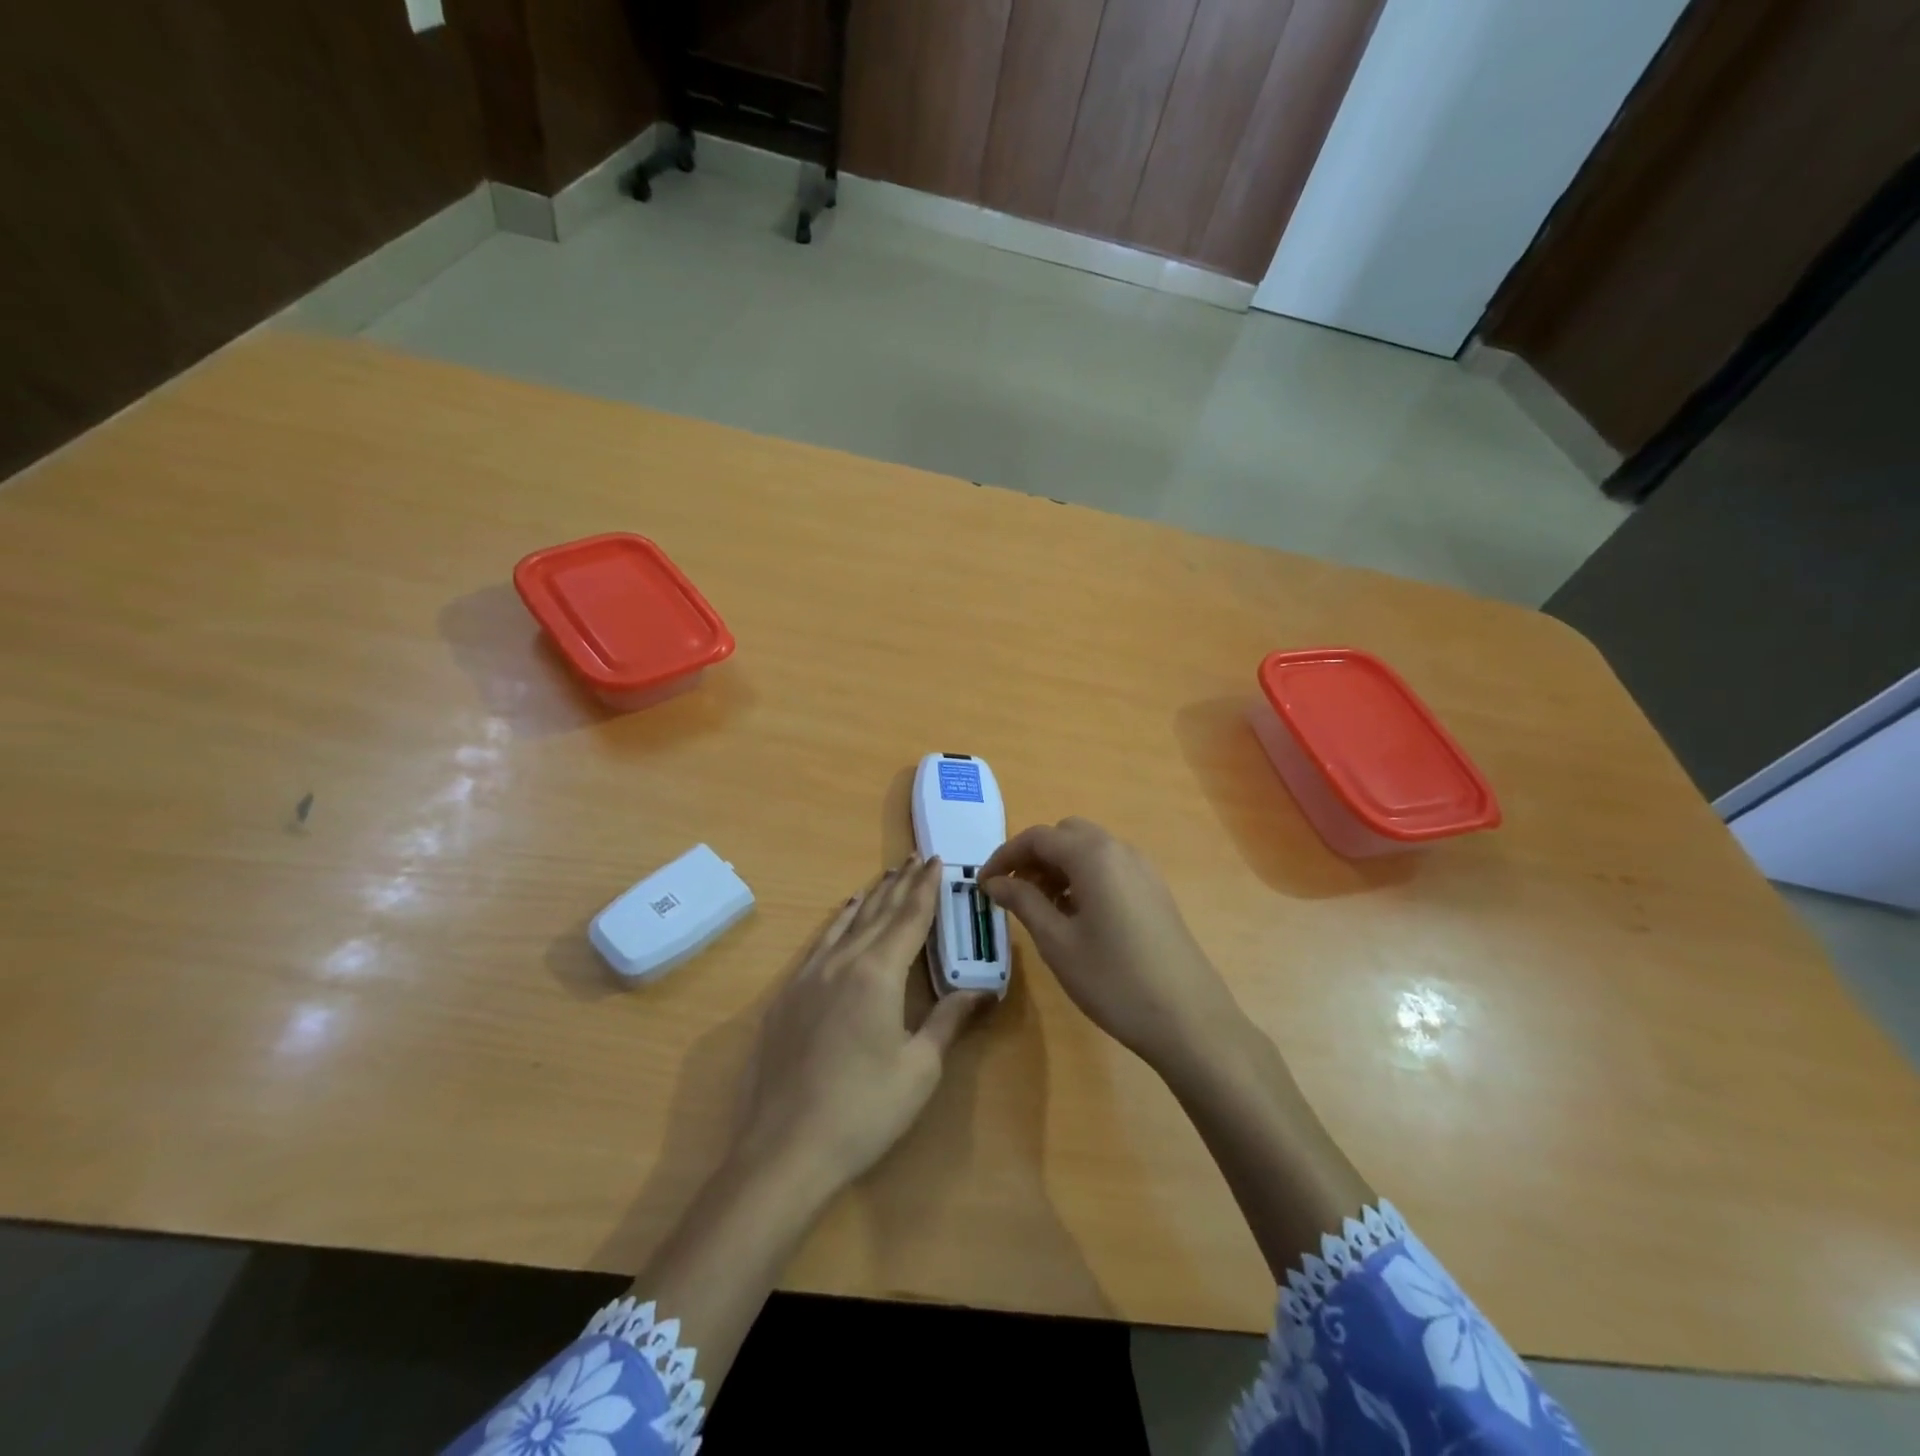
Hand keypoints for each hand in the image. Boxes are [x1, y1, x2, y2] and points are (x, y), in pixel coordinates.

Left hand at [732, 855, 990, 1191]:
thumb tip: (982, 989)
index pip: (909, 918)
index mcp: (878, 973)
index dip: (926, 889)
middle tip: (916, 858)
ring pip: (845, 923)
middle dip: (900, 884)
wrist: (784, 1150)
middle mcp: (841, 962)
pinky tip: (842, 919)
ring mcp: (808, 977)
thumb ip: (948, 1019)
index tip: (937, 861)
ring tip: (886, 878)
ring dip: (870, 898)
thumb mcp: (919, 1067)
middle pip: (877, 913)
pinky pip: (819, 944)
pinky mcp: (786, 997)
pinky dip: (838, 923)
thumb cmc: (864, 1110)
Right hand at [980, 818, 1244, 1072]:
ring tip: (1040, 908)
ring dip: (1059, 867)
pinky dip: (1083, 878)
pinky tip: (1076, 917)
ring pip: (1089, 850)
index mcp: (1093, 856)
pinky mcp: (1155, 891)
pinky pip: (1110, 868)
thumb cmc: (1113, 979)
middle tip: (1014, 893)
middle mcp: (1120, 850)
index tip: (983, 885)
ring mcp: (1143, 870)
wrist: (1189, 1019)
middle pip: (1066, 835)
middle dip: (1034, 856)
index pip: (1037, 837)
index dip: (1004, 856)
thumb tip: (995, 881)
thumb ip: (1023, 902)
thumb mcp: (1057, 942)